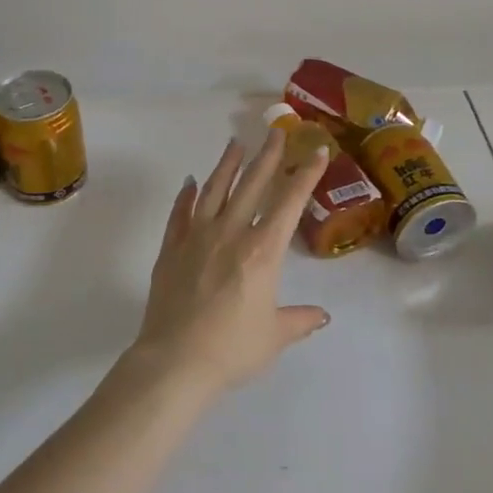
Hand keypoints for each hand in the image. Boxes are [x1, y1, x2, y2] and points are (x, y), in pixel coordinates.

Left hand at [130, 130, 332, 393]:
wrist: (174, 361)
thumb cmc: (232, 349)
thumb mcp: (274, 336)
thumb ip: (299, 320)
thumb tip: (322, 317)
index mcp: (262, 250)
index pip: (289, 202)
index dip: (305, 174)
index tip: (315, 150)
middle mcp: (231, 233)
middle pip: (252, 184)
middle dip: (267, 155)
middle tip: (275, 131)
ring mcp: (196, 237)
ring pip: (214, 190)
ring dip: (227, 165)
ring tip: (235, 144)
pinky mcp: (170, 249)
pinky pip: (180, 214)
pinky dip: (186, 196)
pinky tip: (190, 183)